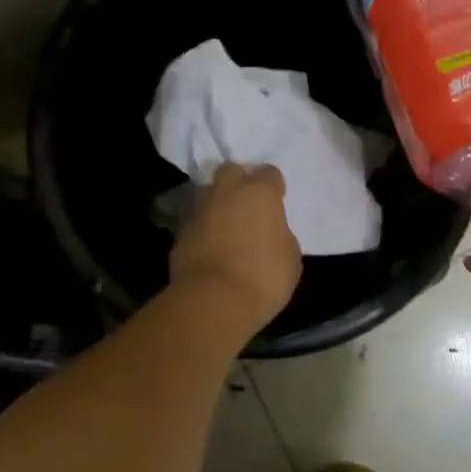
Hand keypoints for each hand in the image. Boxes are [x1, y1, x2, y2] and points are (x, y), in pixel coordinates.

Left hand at [170, 163, 302, 334]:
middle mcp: (227, 192)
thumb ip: (280, 235)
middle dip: (239, 182)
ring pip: (207, 192)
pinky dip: (202, 228)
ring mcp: (199, 210)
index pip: (269, 173)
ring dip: (217, 203)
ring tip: (225, 225)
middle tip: (247, 205)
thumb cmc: (264, 277)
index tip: (277, 202)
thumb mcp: (290, 257)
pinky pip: (195, 221)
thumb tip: (271, 234)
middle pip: (231, 170)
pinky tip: (210, 247)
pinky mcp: (179, 232)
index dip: (274, 187)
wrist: (214, 301)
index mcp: (259, 192)